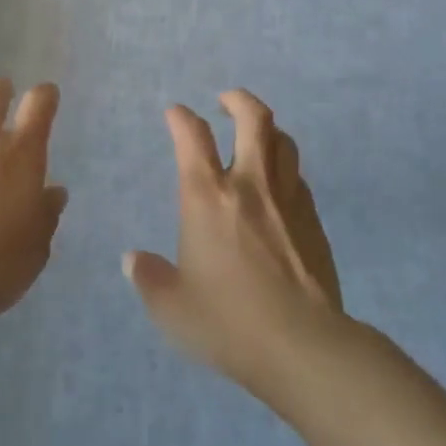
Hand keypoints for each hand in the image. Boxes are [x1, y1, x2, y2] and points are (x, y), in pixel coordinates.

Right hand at [125, 89, 344, 397]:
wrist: (303, 346)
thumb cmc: (228, 322)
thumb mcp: (172, 308)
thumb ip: (148, 278)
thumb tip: (131, 260)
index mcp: (207, 196)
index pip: (192, 136)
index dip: (181, 117)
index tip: (175, 112)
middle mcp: (249, 185)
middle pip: (253, 118)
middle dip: (237, 100)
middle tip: (225, 101)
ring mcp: (287, 199)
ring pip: (283, 141)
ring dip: (267, 130)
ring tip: (256, 137)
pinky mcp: (313, 220)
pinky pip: (298, 177)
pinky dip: (284, 168)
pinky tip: (278, 187)